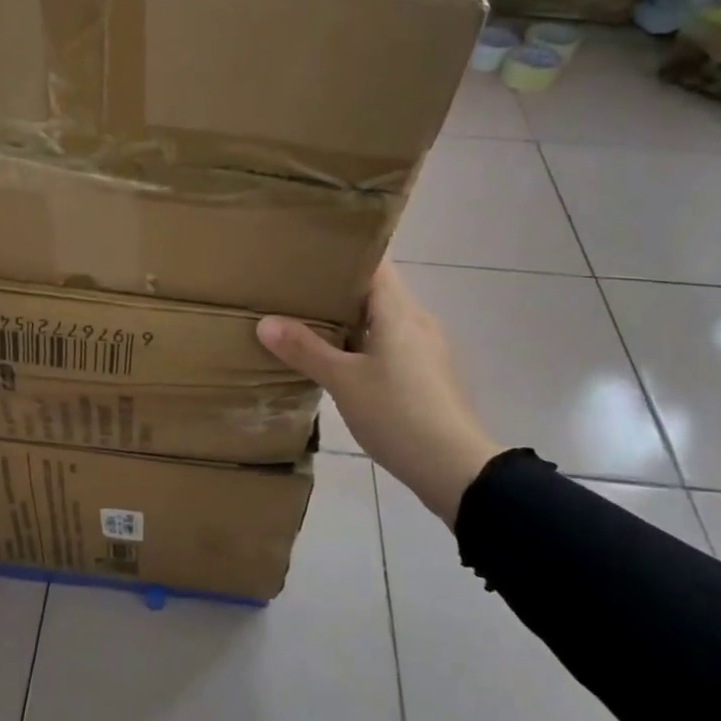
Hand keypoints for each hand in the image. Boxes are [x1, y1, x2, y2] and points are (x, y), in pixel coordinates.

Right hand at [258, 263, 500, 525]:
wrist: (455, 468)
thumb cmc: (398, 414)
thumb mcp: (344, 382)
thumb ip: (305, 350)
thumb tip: (265, 322)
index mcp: (399, 312)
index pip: (374, 264)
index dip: (342, 255)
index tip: (307, 252)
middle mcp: (417, 321)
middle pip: (376, 291)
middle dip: (337, 289)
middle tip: (295, 289)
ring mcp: (426, 349)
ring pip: (382, 321)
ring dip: (349, 320)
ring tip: (308, 322)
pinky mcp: (427, 375)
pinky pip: (390, 345)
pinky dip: (363, 345)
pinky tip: (338, 362)